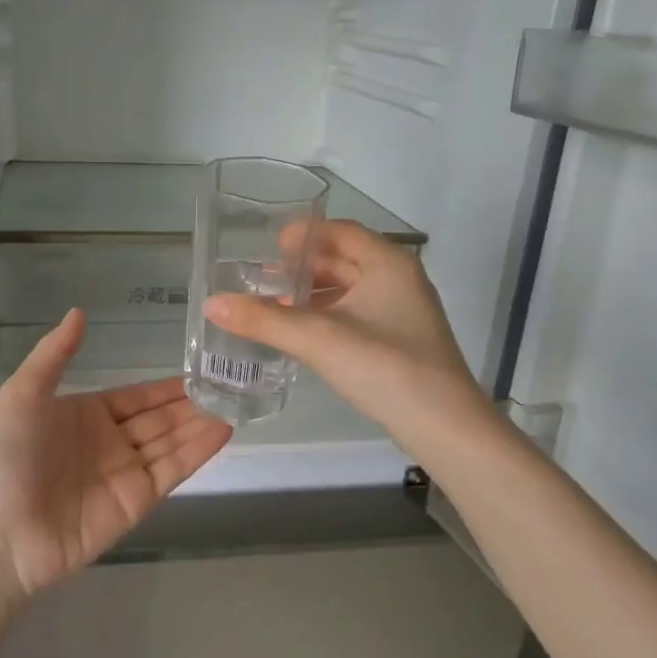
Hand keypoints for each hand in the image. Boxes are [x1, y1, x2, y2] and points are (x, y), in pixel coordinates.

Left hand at [0, 309, 232, 598]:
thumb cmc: (6, 456)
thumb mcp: (23, 394)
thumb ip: (54, 354)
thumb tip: (79, 312)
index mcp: (84, 415)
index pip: (135, 397)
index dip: (166, 387)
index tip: (200, 371)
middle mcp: (109, 442)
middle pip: (159, 419)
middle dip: (191, 404)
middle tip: (230, 384)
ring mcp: (125, 473)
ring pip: (171, 442)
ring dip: (201, 423)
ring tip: (236, 402)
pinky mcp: (137, 501)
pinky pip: (172, 470)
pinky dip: (198, 451)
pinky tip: (223, 430)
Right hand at [201, 220, 493, 454]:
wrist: (444, 426)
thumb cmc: (385, 368)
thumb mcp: (319, 339)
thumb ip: (265, 320)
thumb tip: (212, 303)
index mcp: (388, 264)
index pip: (341, 231)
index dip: (304, 234)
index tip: (268, 246)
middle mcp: (399, 280)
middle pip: (345, 260)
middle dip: (303, 268)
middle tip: (262, 277)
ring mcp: (402, 313)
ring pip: (350, 291)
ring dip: (314, 296)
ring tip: (273, 305)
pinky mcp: (400, 343)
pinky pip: (356, 316)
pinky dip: (327, 318)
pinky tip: (302, 335)